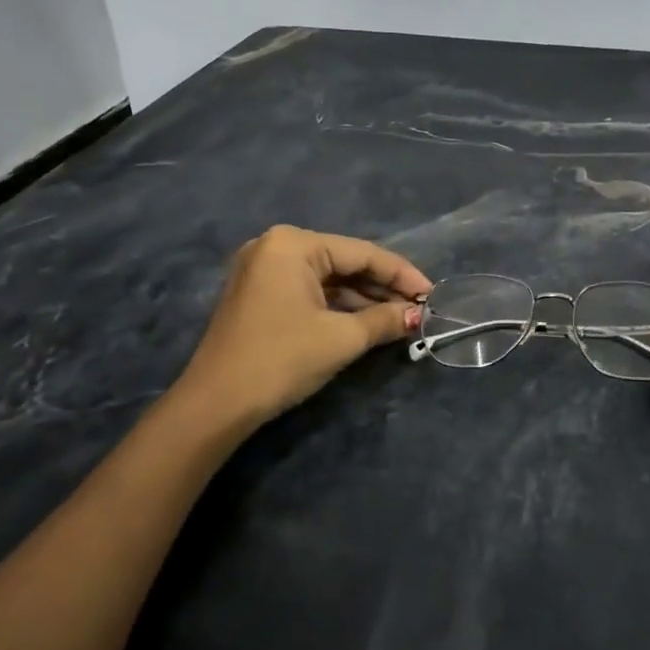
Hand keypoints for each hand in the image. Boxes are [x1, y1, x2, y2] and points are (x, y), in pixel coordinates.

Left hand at [171, 225, 431, 431]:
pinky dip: (338, 306)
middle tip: (420, 309)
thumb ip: (385, 319)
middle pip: (345, 262)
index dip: (402, 275)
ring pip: (328, 279)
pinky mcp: (259, 294)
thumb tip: (418, 315)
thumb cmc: (281, 359)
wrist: (216, 405)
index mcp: (293, 244)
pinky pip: (310, 291)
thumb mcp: (341, 338)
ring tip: (401, 319)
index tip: (433, 294)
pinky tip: (367, 322)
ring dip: (363, 299)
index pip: (362, 253)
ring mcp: (263, 270)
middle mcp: (276, 246)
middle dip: (383, 288)